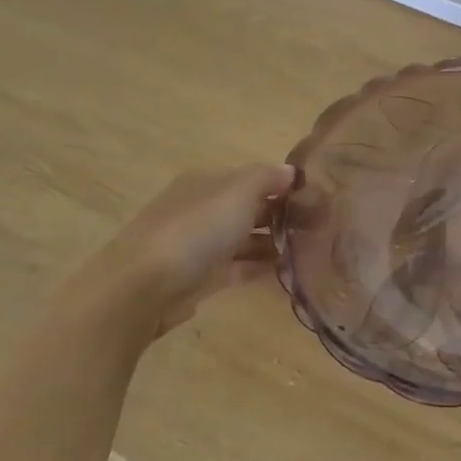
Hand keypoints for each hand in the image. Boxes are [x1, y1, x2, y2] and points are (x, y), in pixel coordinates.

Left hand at [57, 163, 294, 346]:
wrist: (142, 288)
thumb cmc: (195, 231)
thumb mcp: (238, 192)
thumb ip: (267, 178)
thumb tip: (291, 172)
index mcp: (206, 182)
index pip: (252, 177)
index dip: (283, 184)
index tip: (316, 198)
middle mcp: (201, 209)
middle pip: (248, 207)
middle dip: (280, 214)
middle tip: (319, 226)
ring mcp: (198, 245)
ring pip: (244, 238)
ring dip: (272, 242)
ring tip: (309, 250)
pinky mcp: (199, 277)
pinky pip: (237, 267)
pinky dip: (259, 267)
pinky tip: (286, 271)